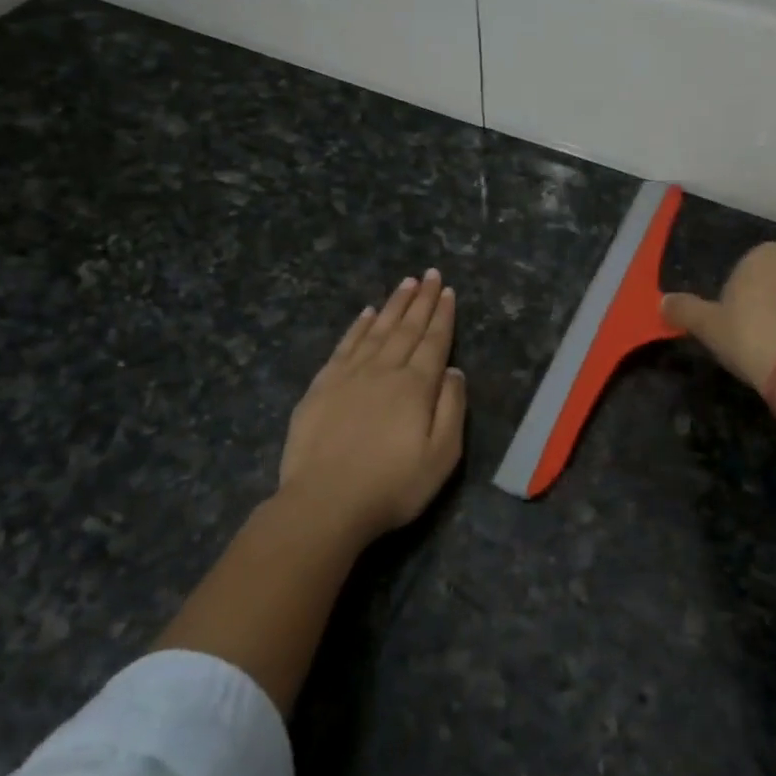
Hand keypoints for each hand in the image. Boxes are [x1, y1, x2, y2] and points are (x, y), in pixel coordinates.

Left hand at [279, 269, 466, 545]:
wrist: (324, 502)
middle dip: (422, 299)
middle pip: (407, 328)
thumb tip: (453, 370)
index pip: (434, 341)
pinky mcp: (322, 386)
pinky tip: (365, 314)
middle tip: (431, 274)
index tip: (448, 291)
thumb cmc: (392, 485)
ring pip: (377, 329)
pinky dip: (357, 327)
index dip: (443, 315)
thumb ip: (451, 408)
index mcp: (416, 386)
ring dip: (393, 305)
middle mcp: (384, 370)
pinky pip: (345, 345)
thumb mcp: (441, 456)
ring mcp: (350, 375)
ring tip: (406, 283)